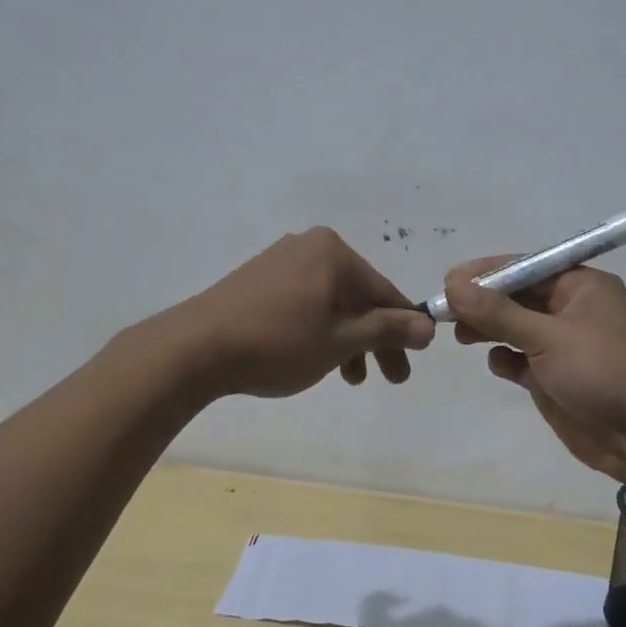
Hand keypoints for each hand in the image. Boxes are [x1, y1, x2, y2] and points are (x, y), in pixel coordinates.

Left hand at [172, 228, 434, 398]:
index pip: (383, 291)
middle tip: (389, 378)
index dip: (403, 328)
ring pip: (329, 303)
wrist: (195, 348)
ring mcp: (280, 261)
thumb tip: (430, 326)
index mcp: (333, 252)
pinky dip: (318, 330)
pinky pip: (303, 303)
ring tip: (348, 378)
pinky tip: (316, 358)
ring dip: (346, 340)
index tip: (413, 361)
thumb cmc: (278, 342)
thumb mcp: (340, 340)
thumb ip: (387, 329)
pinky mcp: (257, 280)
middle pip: (356, 297)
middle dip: (374, 339)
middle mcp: (308, 247)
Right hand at [443, 258, 625, 490]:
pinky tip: (501, 366)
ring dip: (489, 329)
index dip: (485, 273)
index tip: (449, 282)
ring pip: (514, 328)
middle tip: (444, 312)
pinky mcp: (556, 379)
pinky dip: (506, 360)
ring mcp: (563, 346)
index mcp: (579, 285)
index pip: (524, 267)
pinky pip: (520, 360)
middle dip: (482, 303)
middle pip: (515, 297)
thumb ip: (498, 312)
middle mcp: (570, 310)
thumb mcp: (548, 336)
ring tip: (461, 336)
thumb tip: (453, 285)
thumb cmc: (605, 371)